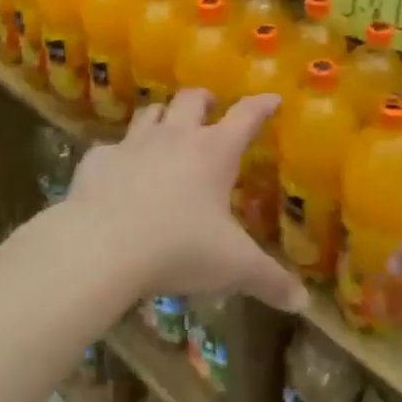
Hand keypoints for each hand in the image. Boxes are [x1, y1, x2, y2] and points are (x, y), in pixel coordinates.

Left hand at [67, 89, 308, 314]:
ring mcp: (133, 144)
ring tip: (167, 129)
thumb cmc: (178, 248)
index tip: (272, 99)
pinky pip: (111, 148)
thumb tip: (303, 302)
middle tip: (211, 109)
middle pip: (192, 99)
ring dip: (163, 116)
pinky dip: (119, 156)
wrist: (99, 248)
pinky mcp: (97, 160)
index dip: (262, 105)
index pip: (246, 115)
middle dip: (205, 100)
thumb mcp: (232, 267)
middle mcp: (175, 137)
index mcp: (214, 152)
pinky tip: (118, 174)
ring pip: (151, 111)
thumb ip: (269, 280)